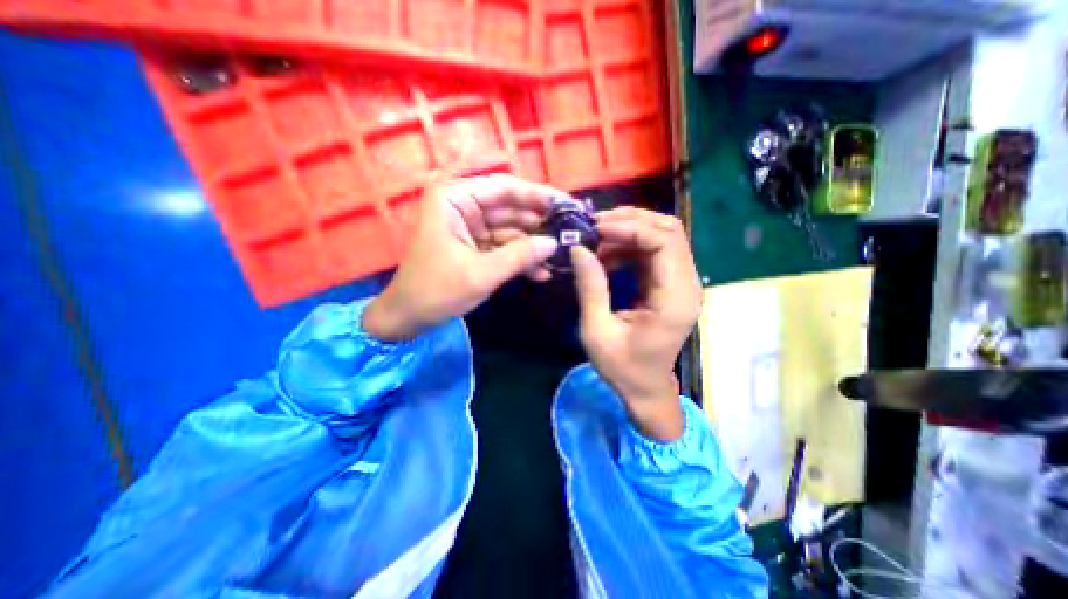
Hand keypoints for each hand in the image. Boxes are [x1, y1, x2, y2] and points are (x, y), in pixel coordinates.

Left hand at [366, 172, 561, 341]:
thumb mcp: (481, 273)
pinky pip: (503, 247)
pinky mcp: (475, 246)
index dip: (537, 196)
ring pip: (510, 230)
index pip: (504, 189)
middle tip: (568, 233)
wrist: (410, 317)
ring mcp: (470, 227)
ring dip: (532, 246)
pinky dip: (520, 260)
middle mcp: (462, 206)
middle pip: (510, 209)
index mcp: (454, 199)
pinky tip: (541, 273)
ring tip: (559, 258)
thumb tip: (554, 243)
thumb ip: (520, 256)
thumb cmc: (437, 290)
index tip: (565, 204)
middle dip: (538, 225)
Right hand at [572, 209, 706, 442]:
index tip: (595, 230)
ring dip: (628, 231)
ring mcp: (681, 283)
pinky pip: (653, 251)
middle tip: (593, 227)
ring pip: (662, 236)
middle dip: (629, 221)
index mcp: (674, 299)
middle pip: (669, 231)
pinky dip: (629, 246)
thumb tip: (578, 248)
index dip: (629, 227)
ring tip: (596, 241)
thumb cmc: (622, 368)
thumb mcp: (597, 331)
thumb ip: (590, 288)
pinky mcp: (670, 284)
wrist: (646, 388)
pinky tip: (606, 256)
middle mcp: (686, 285)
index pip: (664, 241)